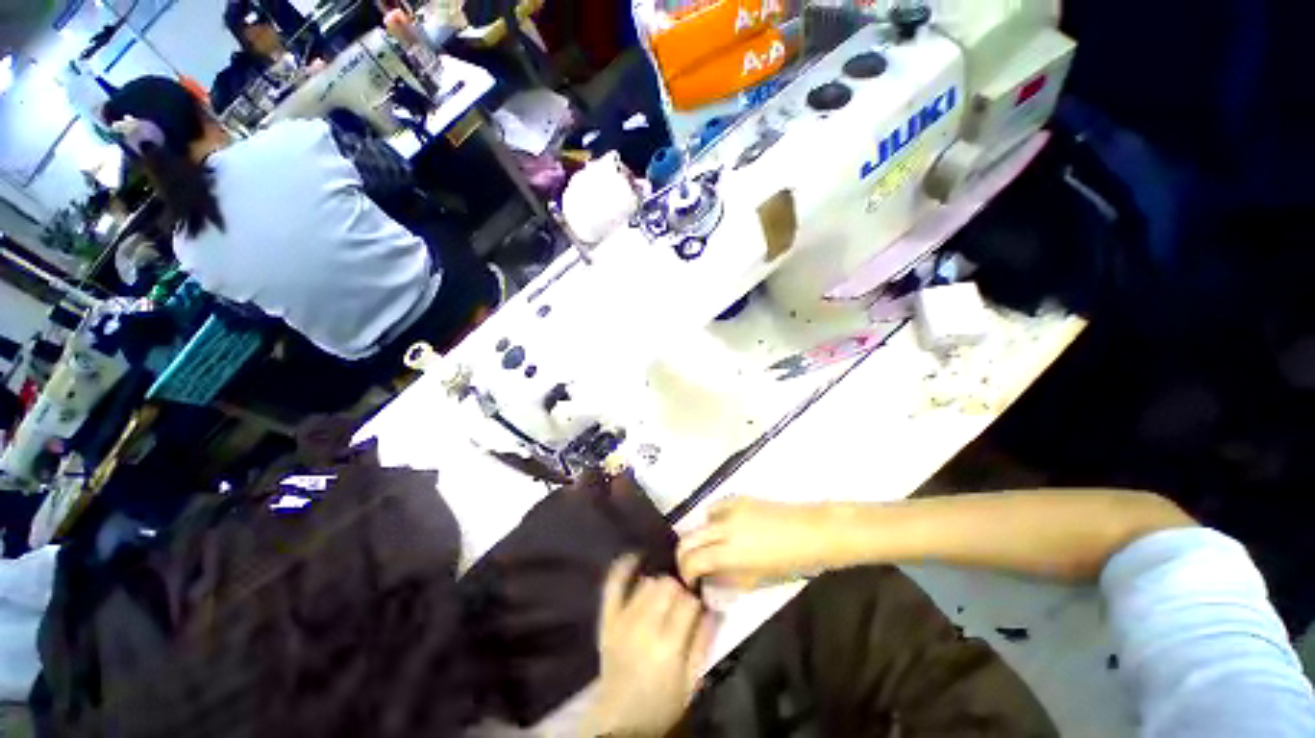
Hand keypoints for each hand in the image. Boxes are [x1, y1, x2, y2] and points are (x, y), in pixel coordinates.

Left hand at [583, 555, 713, 736]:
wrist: (621, 719)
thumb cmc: (662, 703)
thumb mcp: (692, 682)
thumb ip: (703, 643)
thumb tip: (712, 607)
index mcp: (669, 646)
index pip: (688, 602)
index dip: (695, 602)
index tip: (696, 609)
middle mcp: (644, 627)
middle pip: (668, 586)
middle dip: (679, 591)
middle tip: (680, 605)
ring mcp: (623, 620)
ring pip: (648, 582)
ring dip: (659, 585)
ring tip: (663, 598)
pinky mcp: (608, 620)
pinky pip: (613, 586)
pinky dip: (623, 568)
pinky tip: (635, 558)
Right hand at [678, 498, 842, 588]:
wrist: (811, 532)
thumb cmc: (788, 563)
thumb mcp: (755, 579)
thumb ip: (726, 579)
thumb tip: (707, 581)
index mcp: (729, 552)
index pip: (692, 560)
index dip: (686, 573)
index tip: (691, 583)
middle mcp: (723, 526)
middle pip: (687, 538)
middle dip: (685, 555)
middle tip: (693, 567)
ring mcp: (729, 508)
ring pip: (698, 521)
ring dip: (698, 536)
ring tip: (709, 547)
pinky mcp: (737, 497)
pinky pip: (713, 508)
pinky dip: (711, 520)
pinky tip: (721, 529)